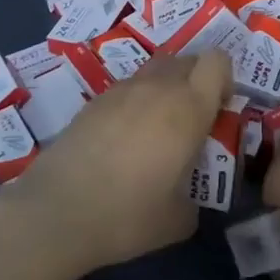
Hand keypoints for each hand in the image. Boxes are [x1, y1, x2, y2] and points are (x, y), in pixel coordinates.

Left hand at [0, 51, 230, 278]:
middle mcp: (158, 87)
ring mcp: (122, 89)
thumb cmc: (127, 215)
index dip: (224, 78)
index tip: (218, 109)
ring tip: (156, 129)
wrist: (56, 212)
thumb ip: (195, 198)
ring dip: (165, 88)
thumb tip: (189, 197)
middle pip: (188, 59)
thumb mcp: (178, 220)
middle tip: (191, 120)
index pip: (217, 61)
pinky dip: (135, 102)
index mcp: (189, 108)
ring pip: (156, 69)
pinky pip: (128, 87)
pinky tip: (123, 139)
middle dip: (196, 81)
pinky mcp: (94, 100)